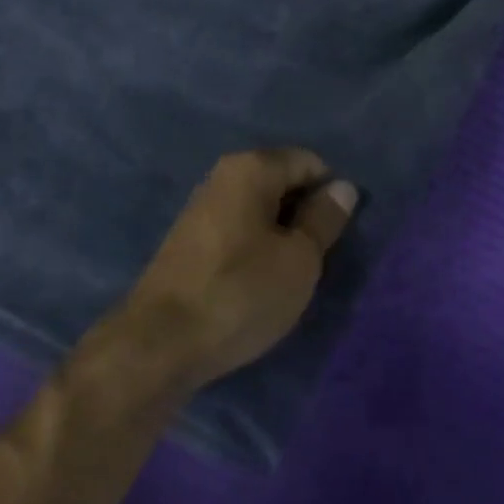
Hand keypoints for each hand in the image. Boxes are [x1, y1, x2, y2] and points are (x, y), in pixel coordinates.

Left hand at [122, 150, 356, 388]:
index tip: (335, 237)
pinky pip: (238, 228)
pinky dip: (255, 246)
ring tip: (287, 275)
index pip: (308, 162)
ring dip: (280, 234)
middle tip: (315, 260)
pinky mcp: (190, 237)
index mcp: (251, 167)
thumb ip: (324, 218)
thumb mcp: (299, 259)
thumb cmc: (241, 292)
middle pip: (282, 181)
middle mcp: (223, 174)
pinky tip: (256, 282)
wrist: (161, 342)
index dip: (330, 195)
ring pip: (259, 208)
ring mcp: (202, 205)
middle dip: (304, 214)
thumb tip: (342, 187)